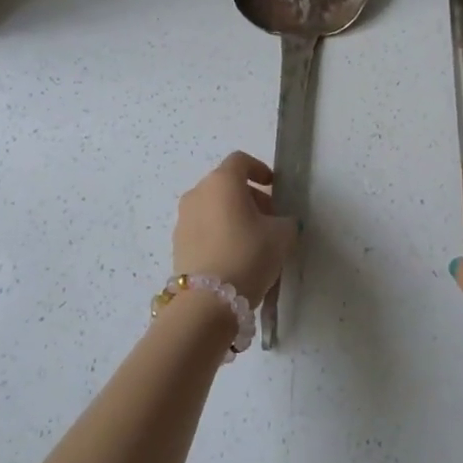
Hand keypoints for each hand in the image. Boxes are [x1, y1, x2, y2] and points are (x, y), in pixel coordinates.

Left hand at [172, 152, 296, 304]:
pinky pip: (202, 228)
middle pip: (225, 184)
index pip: (240, 161)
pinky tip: (233, 256)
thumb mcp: (282, 235)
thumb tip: (280, 222)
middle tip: (269, 219)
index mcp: (222, 181)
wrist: (207, 301)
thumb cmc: (248, 254)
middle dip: (249, 197)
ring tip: (252, 240)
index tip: (273, 186)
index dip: (259, 169)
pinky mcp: (177, 243)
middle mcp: (198, 193)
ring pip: (212, 206)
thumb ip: (285, 221)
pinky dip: (218, 232)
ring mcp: (183, 218)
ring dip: (232, 215)